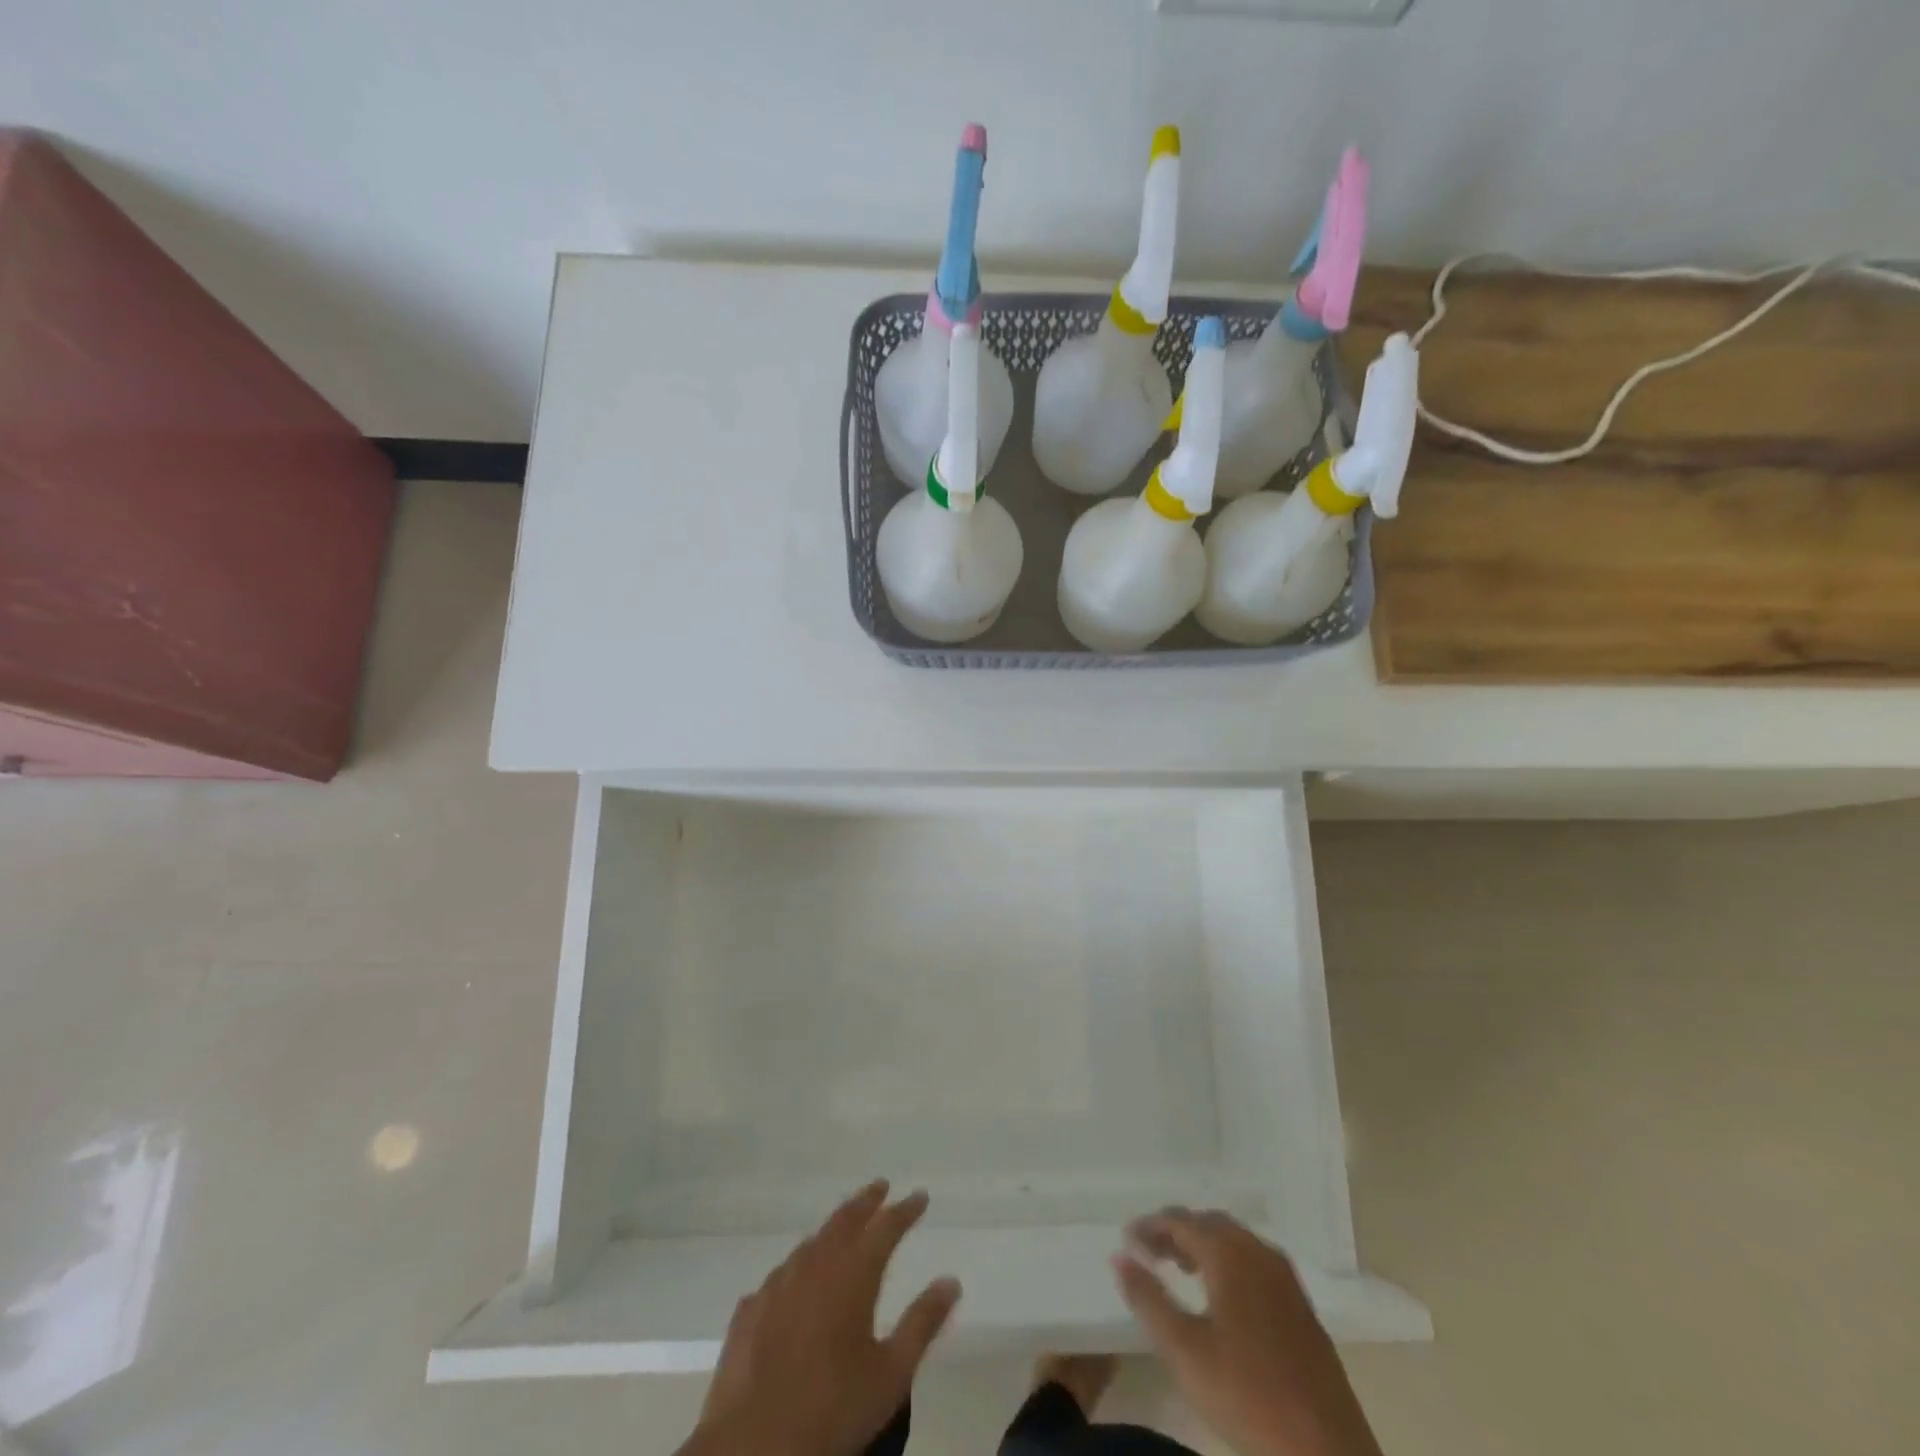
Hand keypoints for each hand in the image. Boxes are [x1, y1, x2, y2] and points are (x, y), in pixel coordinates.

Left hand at [679, 1181, 961, 1455]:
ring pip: (810, 1243)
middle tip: (880, 1187)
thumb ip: (922, 1323)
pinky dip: (797, 1268)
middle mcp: (815, 1266)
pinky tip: (796, 1282)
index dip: (905, 1210)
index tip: (920, 1196)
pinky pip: (780, 1276)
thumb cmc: (832, 1409)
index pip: (885, 1227)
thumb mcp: (891, 1374)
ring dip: (831, 1230)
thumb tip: (951, 1281)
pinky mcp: (749, 1310)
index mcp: (853, 1274)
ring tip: (843, 1229)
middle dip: (866, 1201)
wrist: (753, 1445)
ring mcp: (778, 1285)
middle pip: (844, 1219)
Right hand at [1113, 1209, 1382, 1455]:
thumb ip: (1147, 1299)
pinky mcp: (1302, 1307)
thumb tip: (1119, 1257)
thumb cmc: (1246, 1396)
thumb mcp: (1183, 1350)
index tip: (1126, 1241)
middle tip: (1150, 1252)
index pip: (1180, 1220)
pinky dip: (1230, 1263)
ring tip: (1181, 1269)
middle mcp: (1259, 1252)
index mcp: (1229, 1253)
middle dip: (1177, 1231)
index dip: (1150, 1226)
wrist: (1326, 1454)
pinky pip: (1256, 1263)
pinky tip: (1223, 1297)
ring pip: (1236, 1242)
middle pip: (1210, 1224)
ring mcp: (1285, 1279)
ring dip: (1205, 1245)